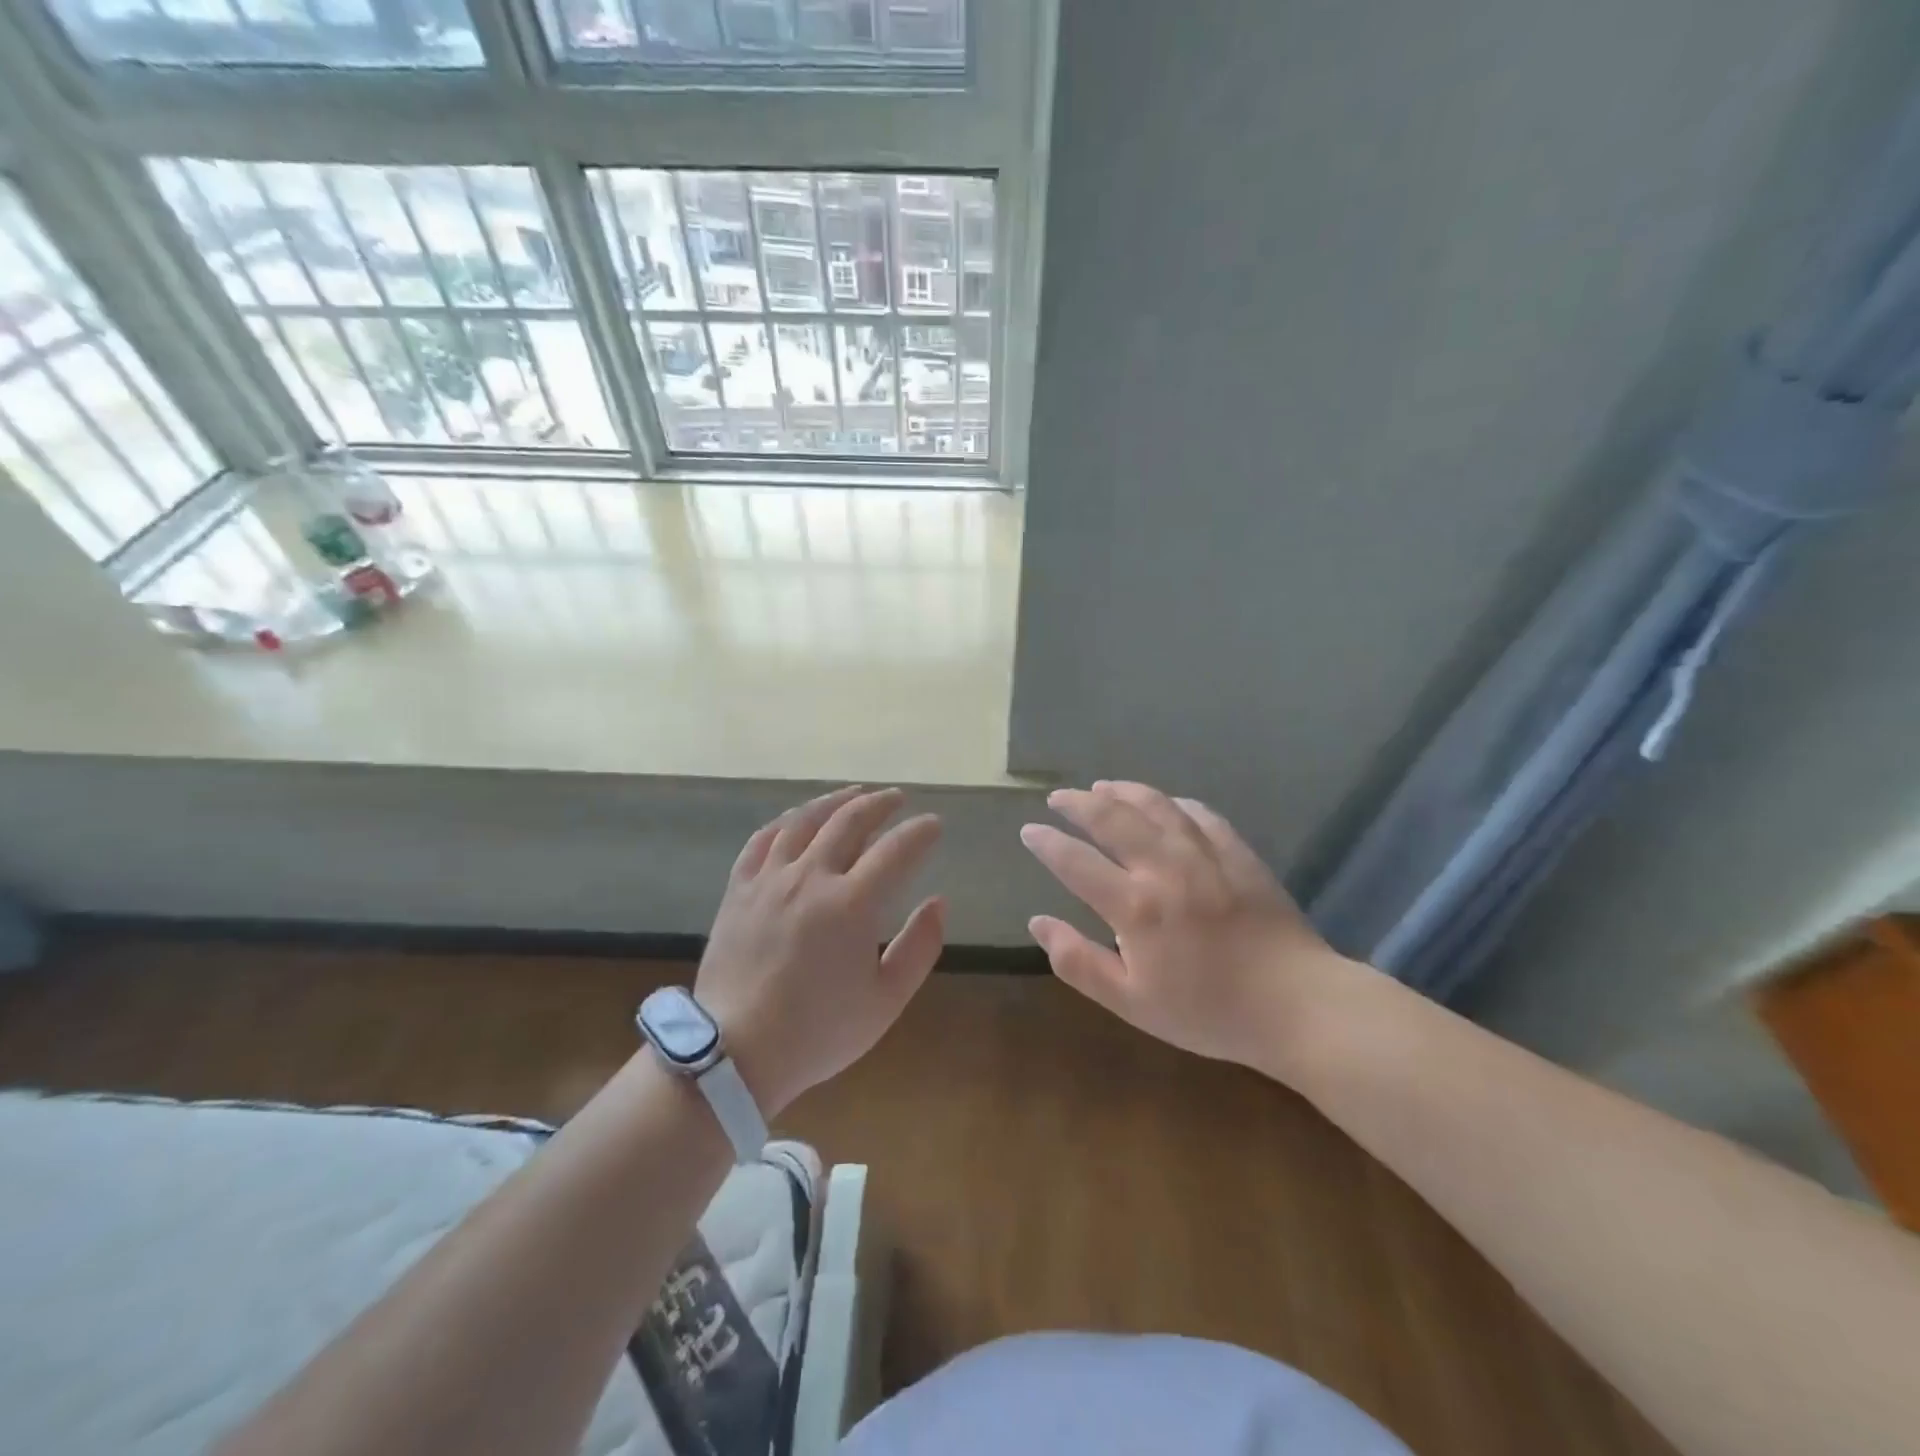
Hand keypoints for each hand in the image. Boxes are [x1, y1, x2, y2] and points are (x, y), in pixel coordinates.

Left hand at [696, 786, 944, 1114]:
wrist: (736, 1052)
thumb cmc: (819, 1031)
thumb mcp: (886, 1001)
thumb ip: (920, 947)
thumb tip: (939, 902)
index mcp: (852, 904)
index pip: (897, 849)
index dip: (920, 832)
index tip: (934, 824)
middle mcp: (811, 877)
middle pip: (850, 820)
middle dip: (880, 804)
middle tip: (897, 799)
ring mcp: (770, 879)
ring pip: (805, 820)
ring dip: (835, 801)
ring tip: (854, 794)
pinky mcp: (739, 888)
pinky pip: (763, 838)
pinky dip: (787, 821)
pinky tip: (798, 818)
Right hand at [1020, 781, 1363, 1079]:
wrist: (1297, 1006)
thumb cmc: (1209, 1012)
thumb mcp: (1132, 1003)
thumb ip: (1078, 962)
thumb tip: (1038, 922)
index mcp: (1135, 906)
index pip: (1075, 861)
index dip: (1047, 843)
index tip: (1029, 831)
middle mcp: (1165, 867)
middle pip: (1111, 818)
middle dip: (1077, 803)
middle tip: (1058, 798)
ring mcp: (1205, 854)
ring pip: (1154, 805)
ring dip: (1122, 791)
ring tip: (1101, 787)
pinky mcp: (1237, 852)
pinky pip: (1198, 813)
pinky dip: (1172, 803)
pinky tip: (1165, 804)